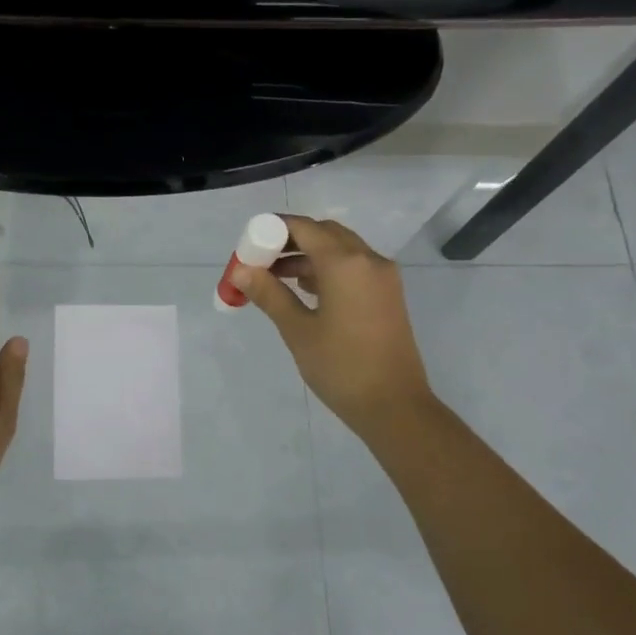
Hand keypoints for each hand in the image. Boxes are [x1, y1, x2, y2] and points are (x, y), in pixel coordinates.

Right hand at [231, 215, 436, 441]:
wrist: (395, 406)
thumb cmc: (341, 367)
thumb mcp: (298, 330)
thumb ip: (269, 294)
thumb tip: (240, 271)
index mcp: (345, 263)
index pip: (304, 228)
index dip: (273, 229)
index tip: (249, 244)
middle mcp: (369, 260)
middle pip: (324, 233)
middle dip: (290, 240)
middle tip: (260, 259)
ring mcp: (383, 276)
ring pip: (340, 249)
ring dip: (308, 255)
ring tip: (274, 277)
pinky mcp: (388, 294)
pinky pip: (354, 266)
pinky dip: (328, 268)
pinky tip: (305, 290)